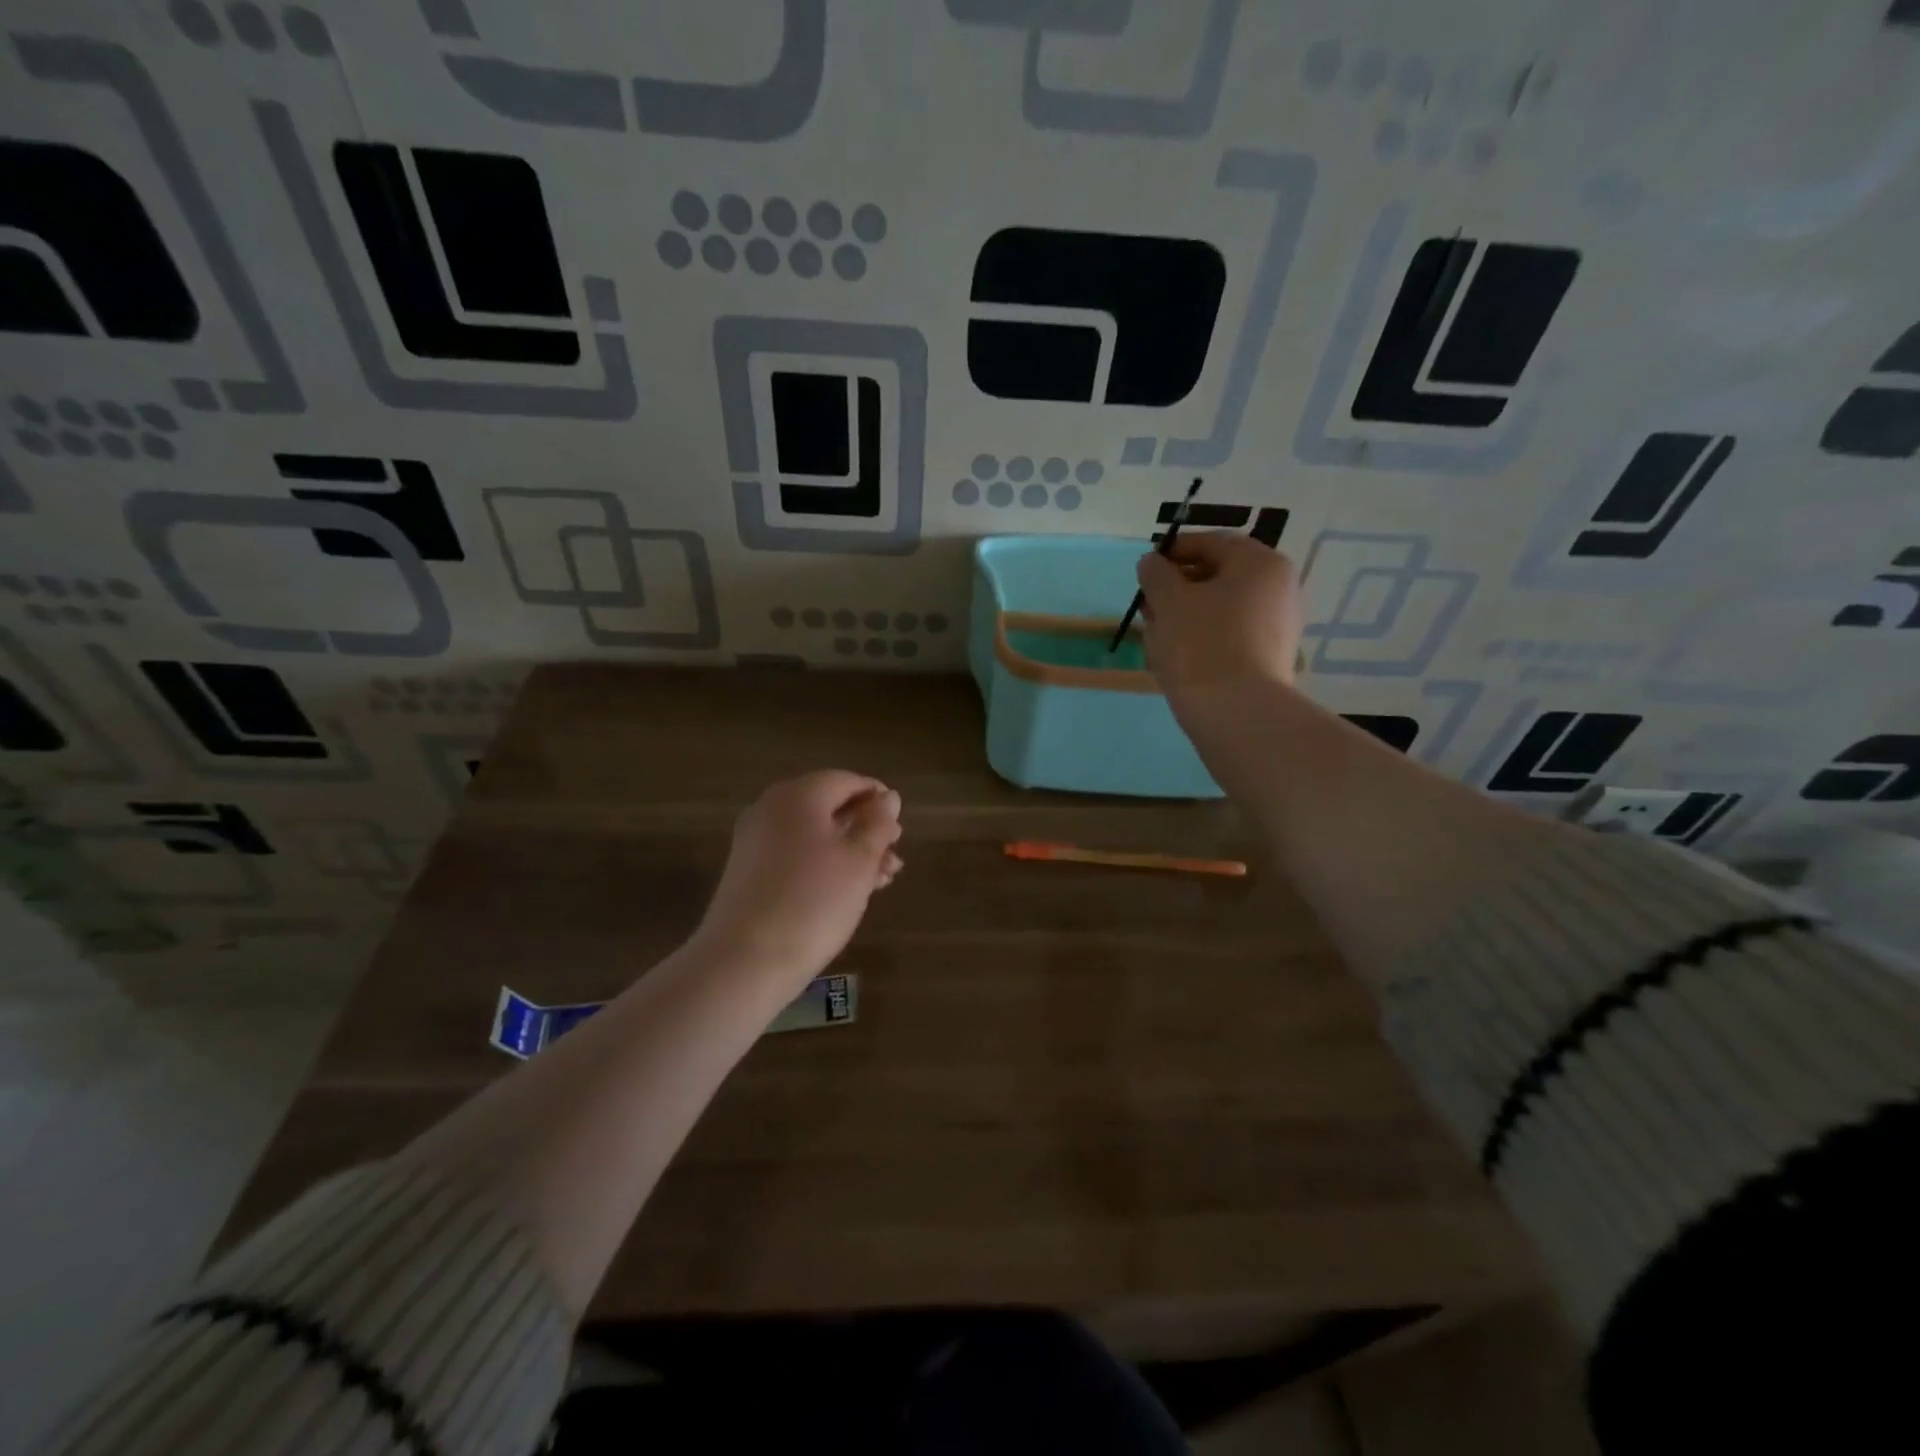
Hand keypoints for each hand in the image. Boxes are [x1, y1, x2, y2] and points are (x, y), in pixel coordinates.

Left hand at [691, 770, 903, 989]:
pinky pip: (795, 855)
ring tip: (882, 880)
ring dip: (850, 851)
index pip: (846, 780)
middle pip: (828, 807)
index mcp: (799, 795)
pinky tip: (849, 891)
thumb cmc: (814, 901)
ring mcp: (755, 840)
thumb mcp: (859, 860)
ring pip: (814, 834)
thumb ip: (878, 824)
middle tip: (894, 857)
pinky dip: (824, 865)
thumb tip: (888, 798)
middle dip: (866, 829)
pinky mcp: (748, 871)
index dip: (877, 798)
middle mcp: (772, 808)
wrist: (745, 960)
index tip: (900, 824)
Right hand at [1136, 532, 1303, 697]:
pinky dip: (1204, 638)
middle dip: (1179, 587)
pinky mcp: (1270, 659)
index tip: (1145, 568)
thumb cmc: (1201, 644)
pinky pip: (1231, 636)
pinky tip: (1177, 657)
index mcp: (1260, 563)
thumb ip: (1156, 574)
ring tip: (1156, 634)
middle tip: (1147, 605)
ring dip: (1187, 615)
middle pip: (1220, 576)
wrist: (1237, 713)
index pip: (1212, 542)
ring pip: (1222, 609)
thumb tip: (1152, 562)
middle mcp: (1279, 588)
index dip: (1174, 551)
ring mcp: (1278, 627)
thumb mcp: (1168, 601)